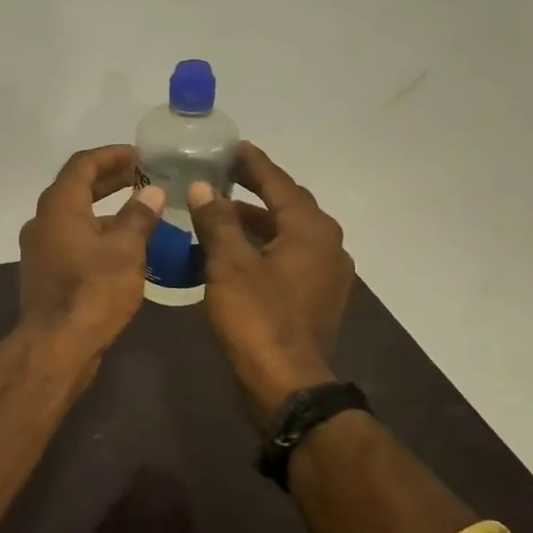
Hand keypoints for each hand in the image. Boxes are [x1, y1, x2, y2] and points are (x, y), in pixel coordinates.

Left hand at [18, 145, 164, 357]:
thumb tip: (152, 192)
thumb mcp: (126, 249)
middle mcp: (43, 221)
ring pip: (75, 217)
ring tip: (142, 212)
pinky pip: (73, 240)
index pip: (83, 164)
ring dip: (106, 209)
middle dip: (111, 180)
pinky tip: (125, 247)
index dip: (112, 155)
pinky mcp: (45, 272)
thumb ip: (139, 216)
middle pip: (77, 188)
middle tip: (144, 177)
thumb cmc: (93, 290)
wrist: (58, 345)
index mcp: (58, 206)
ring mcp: (41, 248)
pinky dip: (97, 234)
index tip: (140, 155)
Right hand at [186, 144, 354, 425]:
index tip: (233, 146)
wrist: (287, 385)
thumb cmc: (257, 318)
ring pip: (287, 234)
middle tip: (224, 175)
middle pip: (288, 206)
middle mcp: (327, 246)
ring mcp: (326, 275)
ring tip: (221, 212)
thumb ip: (217, 221)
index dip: (254, 164)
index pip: (280, 184)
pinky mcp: (317, 299)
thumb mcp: (229, 264)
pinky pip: (288, 258)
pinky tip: (236, 253)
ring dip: (257, 222)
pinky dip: (263, 247)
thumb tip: (205, 188)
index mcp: (311, 230)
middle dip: (257, 190)